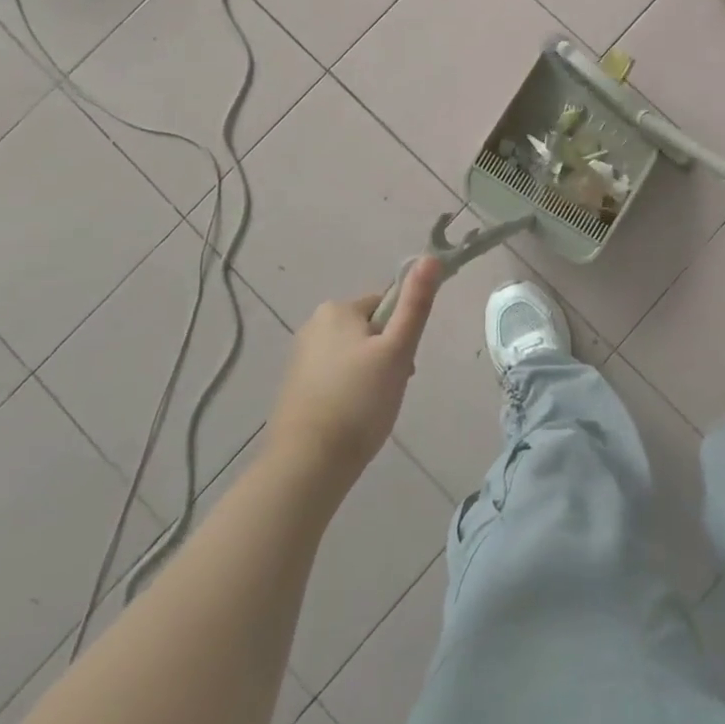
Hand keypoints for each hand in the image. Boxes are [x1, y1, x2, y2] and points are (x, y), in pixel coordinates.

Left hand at [264, 256, 442, 492]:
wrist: (306, 466)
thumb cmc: (358, 402)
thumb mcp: (397, 350)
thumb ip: (415, 303)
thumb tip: (430, 257)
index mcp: (337, 309)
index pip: (386, 305)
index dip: (400, 334)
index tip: (403, 365)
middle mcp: (313, 325)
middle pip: (369, 330)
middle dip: (385, 356)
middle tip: (390, 390)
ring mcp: (300, 358)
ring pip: (353, 356)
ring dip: (369, 375)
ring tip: (372, 409)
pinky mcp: (294, 388)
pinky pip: (334, 377)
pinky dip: (348, 392)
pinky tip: (352, 418)